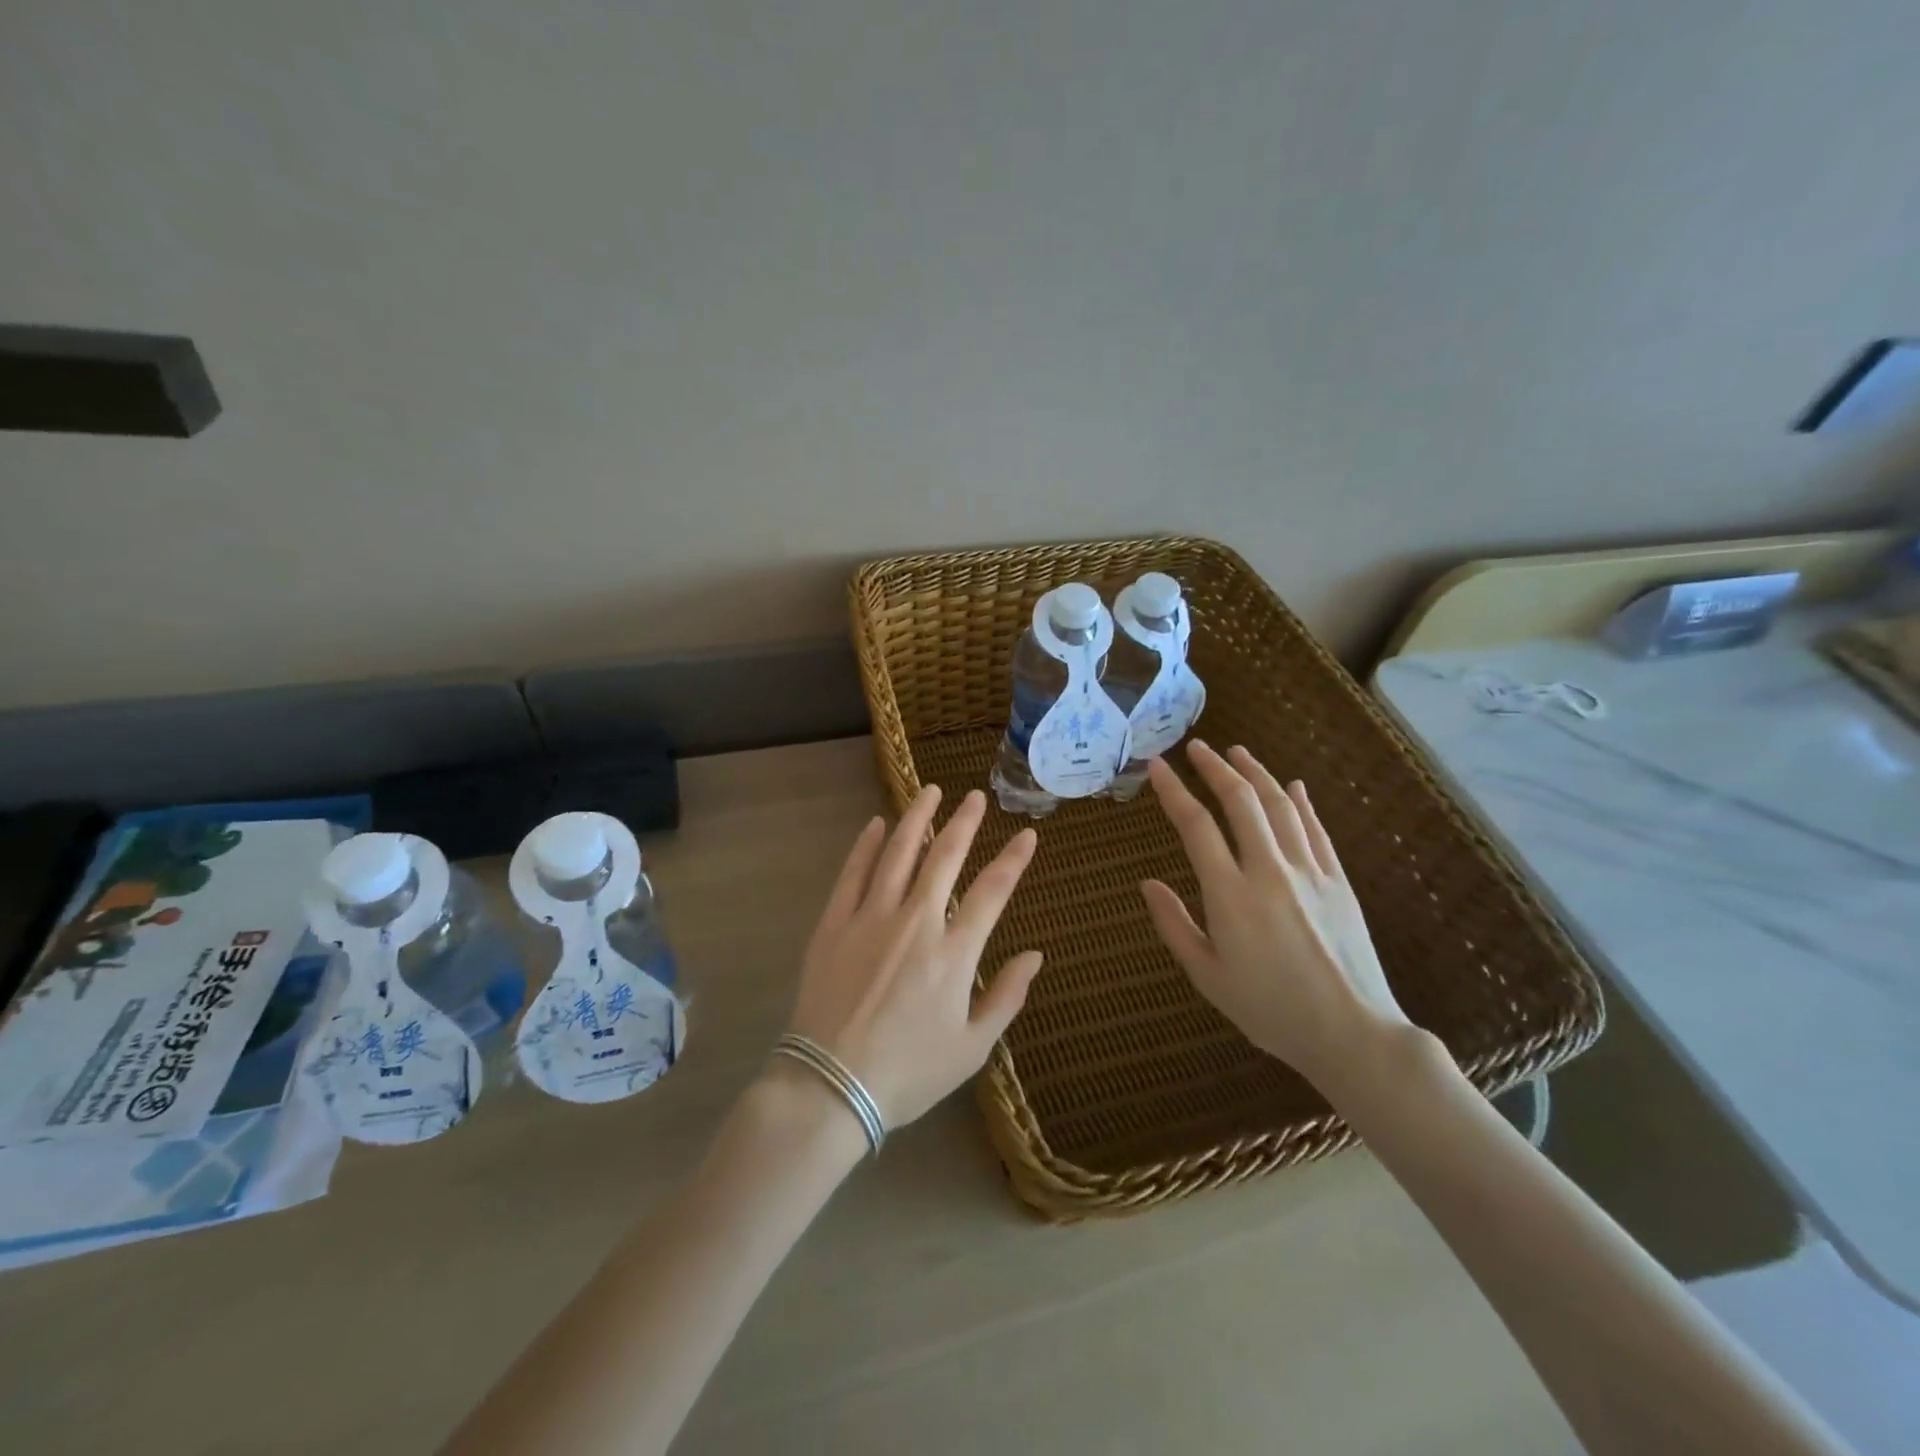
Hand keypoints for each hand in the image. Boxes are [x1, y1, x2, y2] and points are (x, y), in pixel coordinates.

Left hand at [785, 785, 1043, 1129]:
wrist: (831, 1086)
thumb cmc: (908, 1072)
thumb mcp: (972, 1047)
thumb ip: (1007, 997)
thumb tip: (1035, 955)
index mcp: (954, 953)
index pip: (992, 891)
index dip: (1013, 860)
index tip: (1027, 835)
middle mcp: (915, 922)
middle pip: (944, 857)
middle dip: (964, 822)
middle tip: (975, 797)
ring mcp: (870, 918)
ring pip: (897, 853)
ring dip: (916, 819)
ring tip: (930, 792)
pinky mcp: (834, 924)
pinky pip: (852, 873)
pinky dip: (865, 845)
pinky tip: (875, 825)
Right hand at [1140, 741, 1409, 1089]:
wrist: (1352, 1034)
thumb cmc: (1270, 1010)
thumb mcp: (1207, 976)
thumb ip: (1174, 925)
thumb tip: (1147, 883)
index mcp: (1231, 895)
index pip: (1196, 826)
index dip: (1173, 791)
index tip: (1156, 767)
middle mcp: (1270, 871)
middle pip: (1241, 802)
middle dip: (1215, 768)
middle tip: (1195, 747)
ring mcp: (1309, 872)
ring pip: (1281, 806)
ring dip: (1256, 774)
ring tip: (1237, 753)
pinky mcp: (1339, 882)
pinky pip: (1316, 830)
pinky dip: (1301, 802)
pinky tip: (1293, 786)